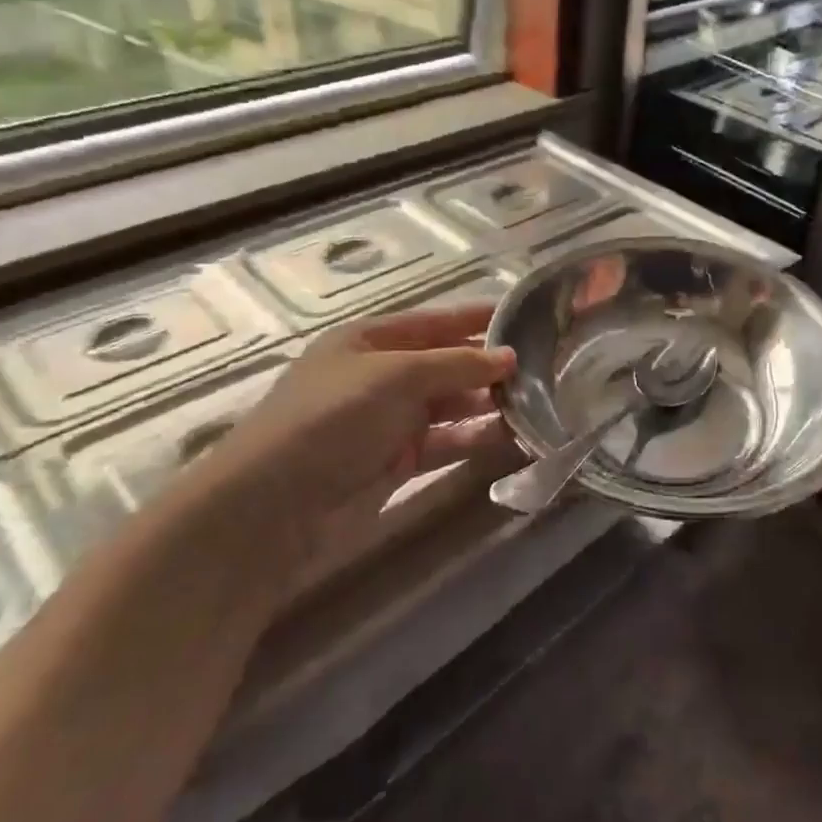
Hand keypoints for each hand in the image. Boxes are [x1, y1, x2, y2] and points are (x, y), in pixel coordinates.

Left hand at [177, 304, 514, 594]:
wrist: (275, 505)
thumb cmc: (333, 418)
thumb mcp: (396, 376)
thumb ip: (456, 364)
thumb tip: (510, 357)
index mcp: (368, 341)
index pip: (433, 322)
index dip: (475, 318)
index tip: (524, 316)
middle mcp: (380, 376)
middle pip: (445, 364)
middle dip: (489, 366)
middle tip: (545, 367)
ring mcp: (388, 421)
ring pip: (450, 406)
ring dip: (488, 404)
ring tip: (540, 402)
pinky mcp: (397, 462)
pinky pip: (446, 444)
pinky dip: (476, 439)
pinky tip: (513, 437)